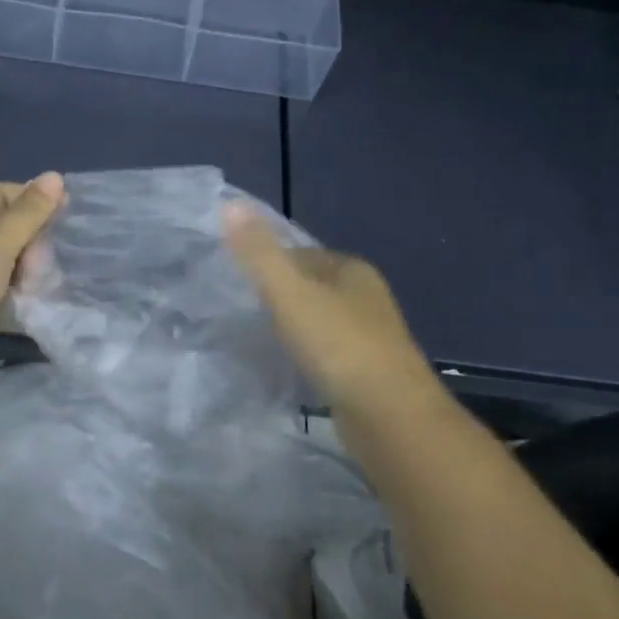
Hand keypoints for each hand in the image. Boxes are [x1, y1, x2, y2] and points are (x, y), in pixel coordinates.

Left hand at [0, 173, 65, 392]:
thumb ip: (30, 212)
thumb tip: (55, 176)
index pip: (0, 195)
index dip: (31, 200)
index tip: (65, 212)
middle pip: (10, 231)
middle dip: (33, 243)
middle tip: (41, 262)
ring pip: (13, 264)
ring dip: (32, 270)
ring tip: (42, 284)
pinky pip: (10, 293)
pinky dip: (26, 294)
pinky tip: (40, 299)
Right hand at [224, 202, 438, 414]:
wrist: (388, 415)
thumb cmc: (338, 346)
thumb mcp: (290, 293)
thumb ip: (259, 252)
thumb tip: (229, 203)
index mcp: (351, 270)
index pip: (302, 254)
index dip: (269, 263)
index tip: (236, 279)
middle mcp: (366, 297)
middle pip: (312, 287)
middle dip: (281, 296)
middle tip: (240, 310)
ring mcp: (371, 336)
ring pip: (321, 321)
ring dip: (294, 327)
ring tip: (255, 339)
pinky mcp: (368, 372)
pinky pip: (327, 353)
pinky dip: (306, 355)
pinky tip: (286, 369)